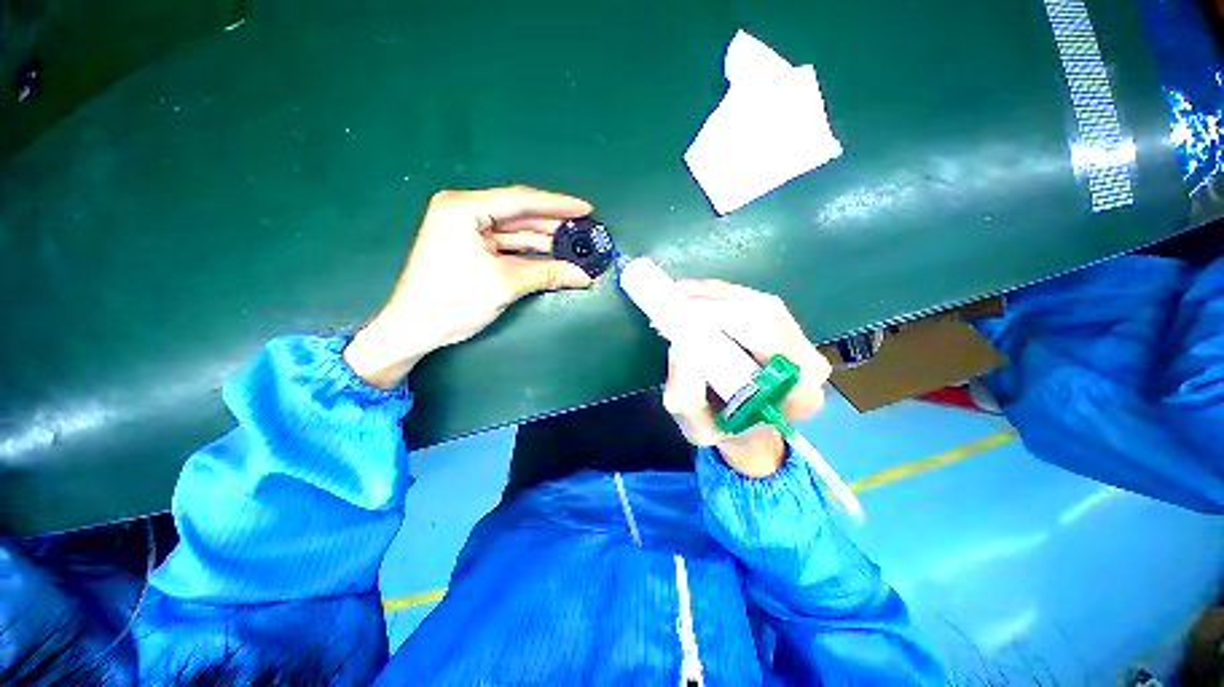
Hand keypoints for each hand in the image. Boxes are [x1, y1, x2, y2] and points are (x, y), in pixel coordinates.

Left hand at [345, 187, 594, 387]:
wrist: (415, 329)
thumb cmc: (455, 299)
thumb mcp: (506, 283)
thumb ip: (548, 274)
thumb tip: (584, 276)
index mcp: (465, 208)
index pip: (521, 201)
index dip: (557, 205)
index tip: (586, 209)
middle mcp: (465, 213)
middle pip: (519, 216)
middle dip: (553, 226)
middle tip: (585, 232)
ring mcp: (468, 233)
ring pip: (516, 233)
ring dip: (544, 242)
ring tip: (576, 248)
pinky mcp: (471, 251)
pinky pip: (508, 248)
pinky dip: (530, 255)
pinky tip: (554, 259)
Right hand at [662, 281, 831, 477]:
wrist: (750, 431)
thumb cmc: (725, 432)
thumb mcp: (698, 427)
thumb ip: (687, 396)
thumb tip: (681, 343)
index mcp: (797, 395)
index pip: (768, 339)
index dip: (724, 317)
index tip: (684, 313)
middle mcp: (809, 363)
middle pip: (765, 313)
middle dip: (715, 301)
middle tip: (674, 299)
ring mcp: (803, 342)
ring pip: (759, 303)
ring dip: (716, 294)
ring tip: (680, 295)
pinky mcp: (789, 329)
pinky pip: (755, 301)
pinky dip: (722, 294)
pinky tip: (696, 294)